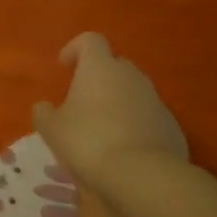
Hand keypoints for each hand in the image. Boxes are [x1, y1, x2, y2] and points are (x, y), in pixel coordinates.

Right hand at [31, 33, 188, 200]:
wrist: (143, 176)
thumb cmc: (89, 142)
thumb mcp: (52, 130)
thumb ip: (44, 113)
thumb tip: (45, 107)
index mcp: (100, 67)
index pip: (90, 40)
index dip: (75, 49)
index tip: (64, 67)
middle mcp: (131, 76)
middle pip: (114, 65)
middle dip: (99, 78)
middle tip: (83, 102)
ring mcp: (156, 100)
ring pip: (133, 92)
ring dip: (118, 102)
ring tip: (104, 129)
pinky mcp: (172, 126)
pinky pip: (149, 117)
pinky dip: (136, 125)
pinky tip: (126, 149)